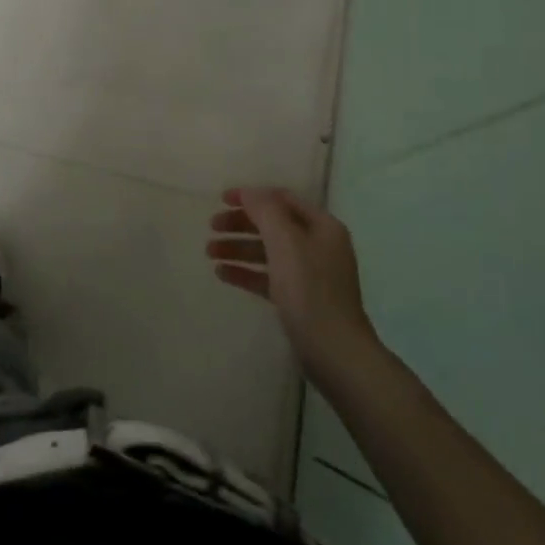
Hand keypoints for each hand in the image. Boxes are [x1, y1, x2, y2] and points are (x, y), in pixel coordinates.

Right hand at [208, 188, 380, 376]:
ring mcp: (310, 274)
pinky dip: (246, 272)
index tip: (221, 199)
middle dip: (240, 224)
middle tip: (211, 227)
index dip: (251, 196)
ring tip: (209, 252)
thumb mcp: (285, 242)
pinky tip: (221, 274)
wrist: (335, 352)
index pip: (282, 199)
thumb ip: (265, 211)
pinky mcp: (299, 299)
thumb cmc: (309, 290)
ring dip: (238, 248)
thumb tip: (249, 192)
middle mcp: (318, 245)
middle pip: (273, 225)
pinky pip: (268, 277)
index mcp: (322, 227)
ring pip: (267, 252)